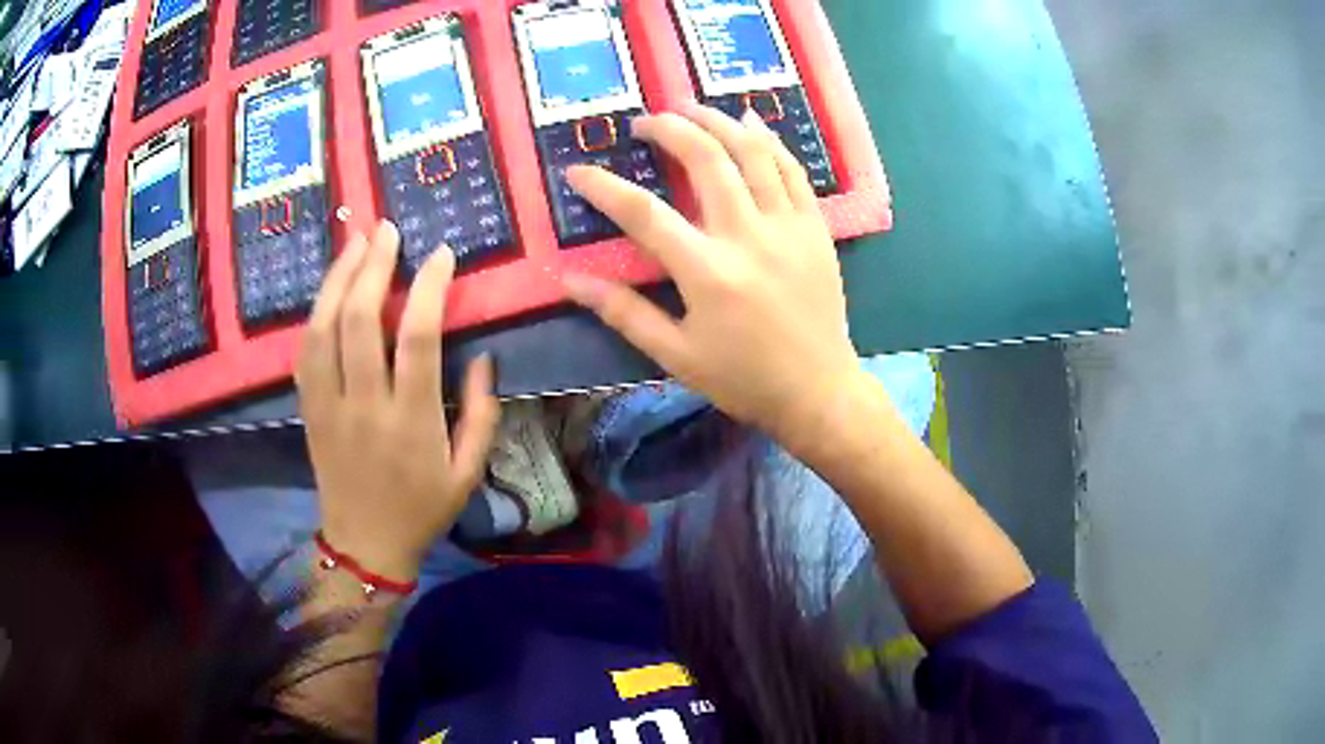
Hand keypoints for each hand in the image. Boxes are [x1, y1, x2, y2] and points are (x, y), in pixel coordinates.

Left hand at [295, 222, 499, 580]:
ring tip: (355, 241)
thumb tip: (483, 358)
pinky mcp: (309, 409)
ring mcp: (329, 405)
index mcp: (411, 420)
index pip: (417, 337)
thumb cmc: (422, 510)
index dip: (428, 287)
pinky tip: (329, 288)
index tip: (440, 255)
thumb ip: (481, 414)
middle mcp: (365, 404)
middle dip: (373, 265)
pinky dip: (316, 312)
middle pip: (359, 319)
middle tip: (386, 230)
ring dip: (337, 278)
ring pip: (323, 328)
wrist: (364, 545)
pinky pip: (305, 351)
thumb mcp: (468, 473)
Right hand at [561, 103, 862, 447]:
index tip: (578, 171)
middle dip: (669, 129)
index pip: (644, 213)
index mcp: (708, 272)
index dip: (605, 187)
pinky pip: (792, 169)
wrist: (818, 391)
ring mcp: (788, 226)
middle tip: (644, 122)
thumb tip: (570, 280)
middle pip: (706, 160)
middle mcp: (749, 236)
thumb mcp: (676, 355)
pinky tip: (750, 122)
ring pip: (753, 153)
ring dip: (717, 121)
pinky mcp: (815, 227)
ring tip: (689, 107)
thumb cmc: (744, 379)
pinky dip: (769, 140)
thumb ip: (623, 312)